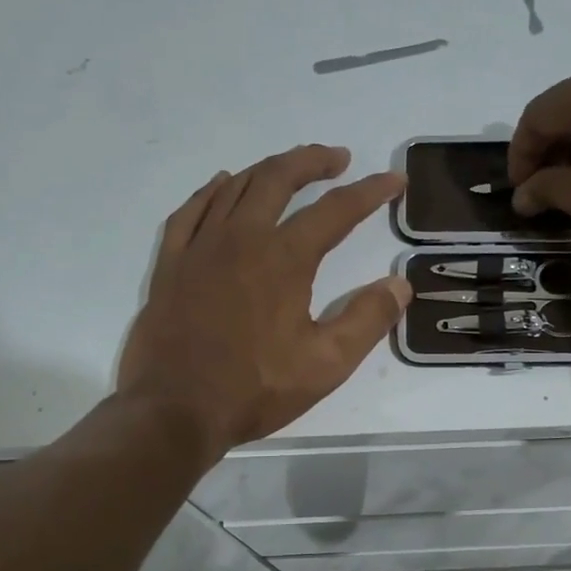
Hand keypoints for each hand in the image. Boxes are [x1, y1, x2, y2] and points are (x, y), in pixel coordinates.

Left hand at [118, 146, 409, 454]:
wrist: (174, 411)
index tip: (393, 181)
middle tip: (337, 159)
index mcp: (284, 259)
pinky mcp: (171, 264)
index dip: (370, 192)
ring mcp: (200, 247)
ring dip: (268, 170)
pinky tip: (223, 185)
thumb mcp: (326, 364)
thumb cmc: (255, 390)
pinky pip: (191, 210)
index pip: (336, 211)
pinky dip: (212, 191)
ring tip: (290, 169)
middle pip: (279, 178)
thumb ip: (367, 319)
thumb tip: (400, 284)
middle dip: (313, 162)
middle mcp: (241, 238)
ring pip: (236, 187)